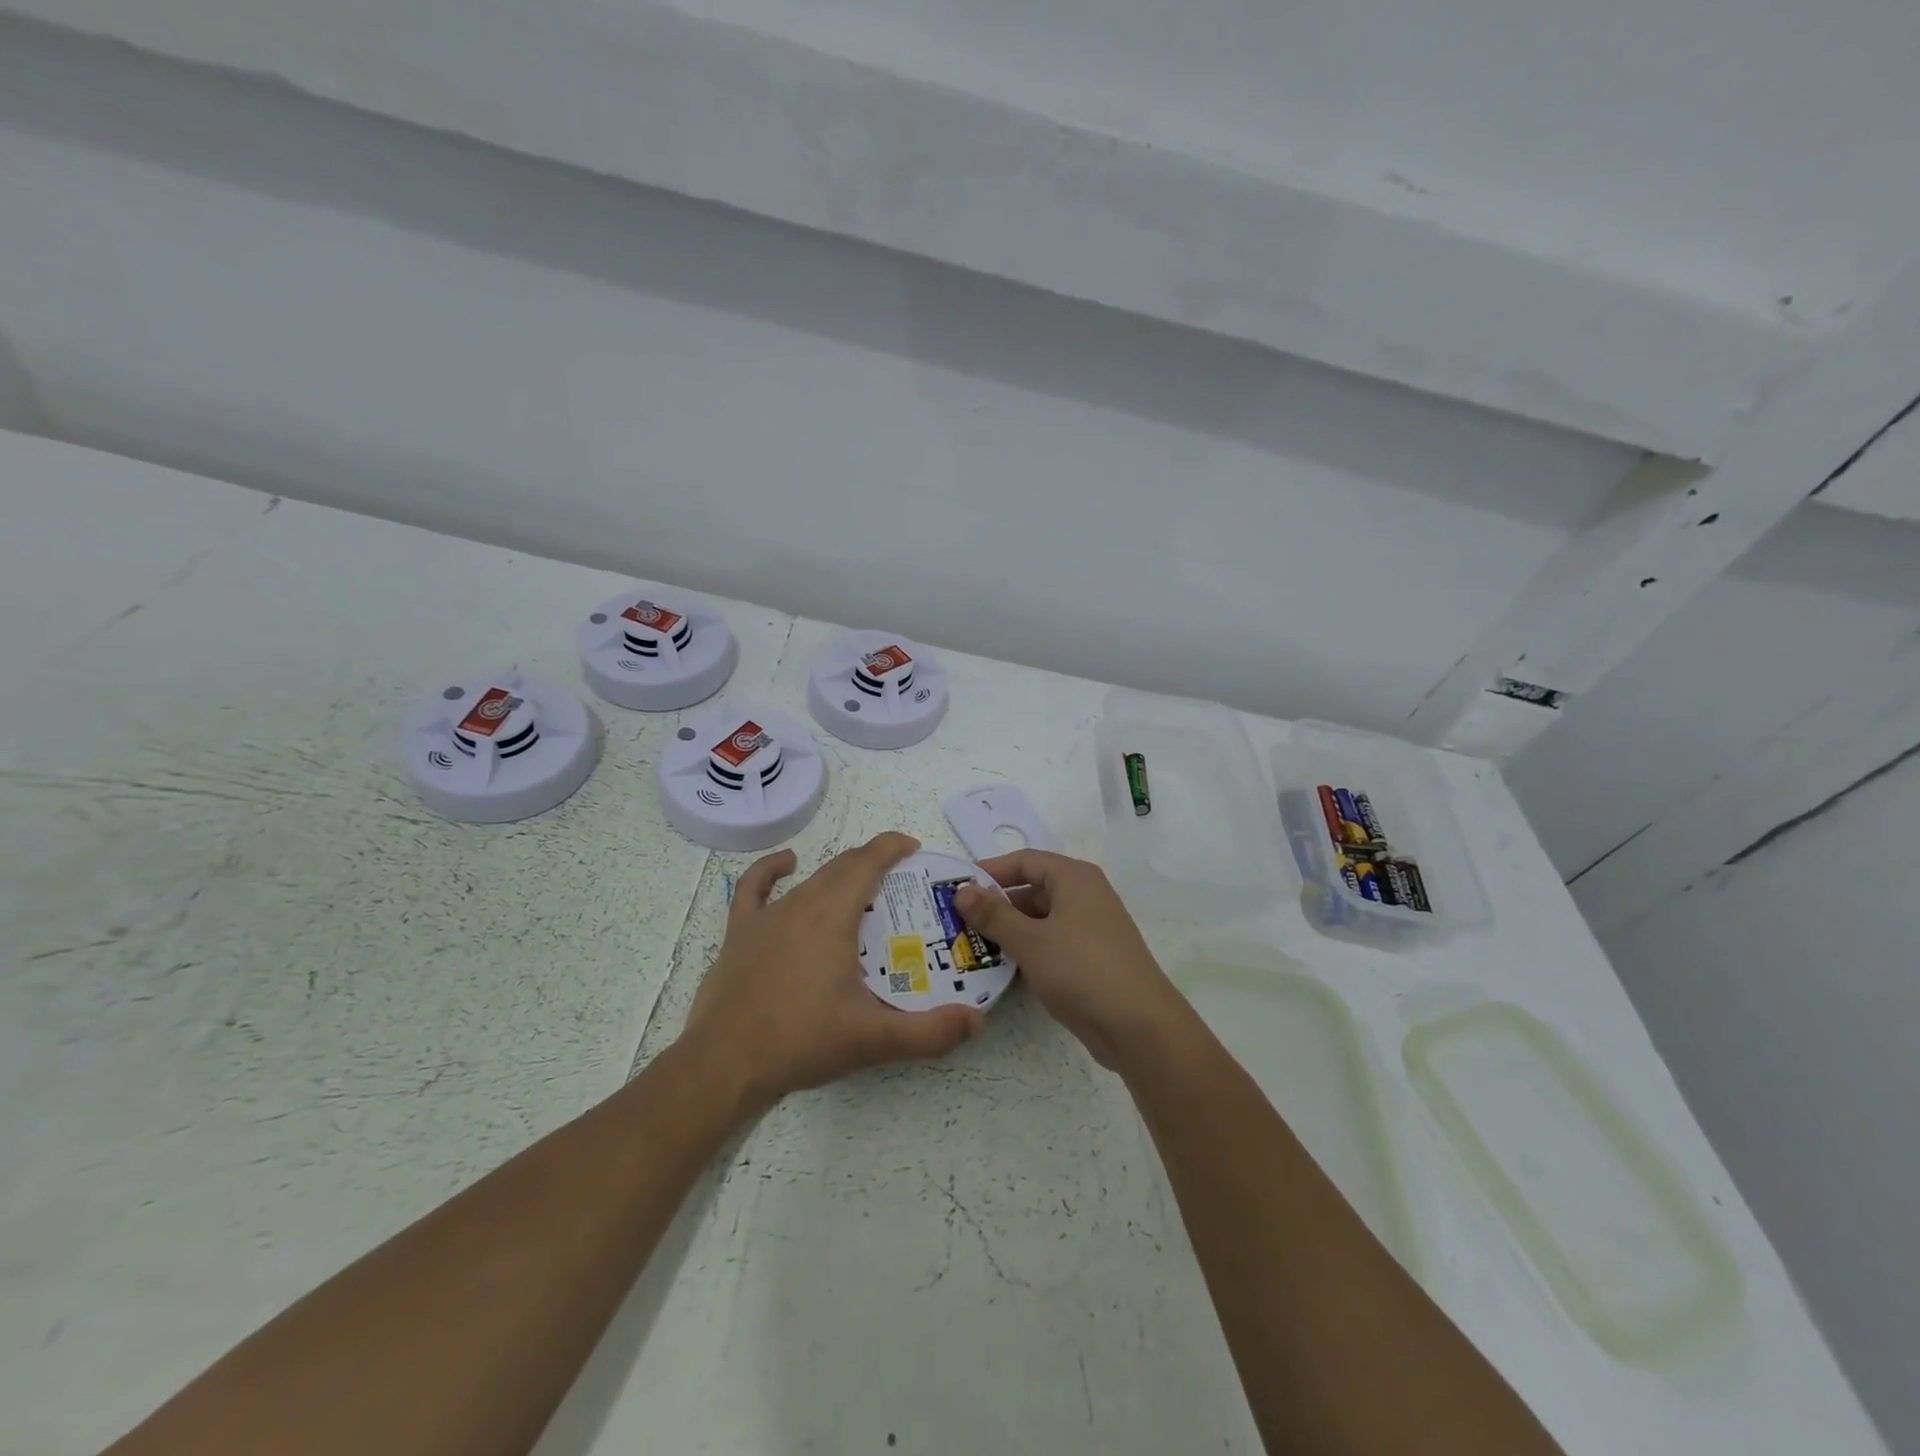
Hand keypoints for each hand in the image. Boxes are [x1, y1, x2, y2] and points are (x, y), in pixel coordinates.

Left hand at [679, 832, 982, 1109]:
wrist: (724, 1064)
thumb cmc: (801, 1041)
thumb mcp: (872, 1039)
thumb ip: (929, 1032)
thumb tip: (977, 1019)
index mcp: (832, 915)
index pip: (867, 862)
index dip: (892, 847)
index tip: (915, 848)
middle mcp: (800, 903)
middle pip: (842, 867)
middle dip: (873, 862)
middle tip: (900, 881)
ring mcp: (765, 916)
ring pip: (811, 879)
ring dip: (839, 875)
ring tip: (862, 889)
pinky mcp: (739, 933)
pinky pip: (754, 888)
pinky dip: (772, 870)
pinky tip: (787, 864)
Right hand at [954, 850, 1191, 1072]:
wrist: (1140, 1027)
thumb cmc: (1082, 970)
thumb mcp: (1030, 941)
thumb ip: (993, 915)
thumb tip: (961, 890)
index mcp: (1074, 878)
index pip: (1025, 861)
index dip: (990, 871)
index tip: (956, 888)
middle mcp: (1086, 895)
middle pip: (1033, 888)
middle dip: (996, 904)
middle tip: (958, 921)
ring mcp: (1091, 927)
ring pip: (1041, 918)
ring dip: (1010, 929)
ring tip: (973, 945)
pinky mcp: (1093, 957)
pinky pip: (1052, 941)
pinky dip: (1029, 948)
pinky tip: (1005, 967)